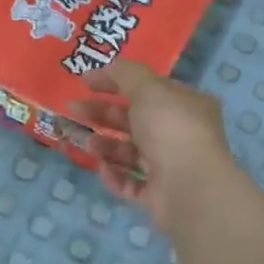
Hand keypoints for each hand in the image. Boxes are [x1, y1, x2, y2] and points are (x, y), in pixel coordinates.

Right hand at [71, 61, 238, 233]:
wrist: (190, 187)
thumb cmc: (171, 129)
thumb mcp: (148, 88)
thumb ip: (125, 74)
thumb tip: (107, 68)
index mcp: (185, 105)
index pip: (148, 88)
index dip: (115, 81)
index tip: (84, 81)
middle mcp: (180, 134)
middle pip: (135, 120)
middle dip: (102, 114)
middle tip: (72, 109)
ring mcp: (171, 167)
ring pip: (131, 153)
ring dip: (105, 146)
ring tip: (87, 144)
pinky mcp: (159, 196)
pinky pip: (131, 183)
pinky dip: (114, 176)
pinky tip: (102, 169)